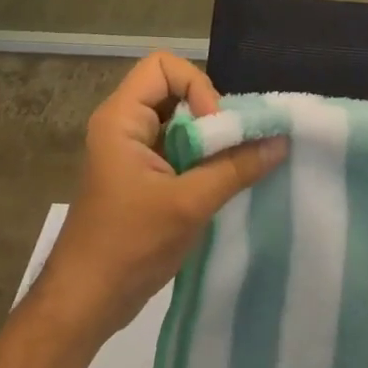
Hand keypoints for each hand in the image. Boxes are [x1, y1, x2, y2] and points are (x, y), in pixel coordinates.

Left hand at [31, 52, 285, 341]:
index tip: (215, 129)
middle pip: (176, 90)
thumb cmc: (129, 246)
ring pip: (181, 121)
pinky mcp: (142, 175)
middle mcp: (125, 125)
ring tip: (234, 166)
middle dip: (211, 113)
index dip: (196, 86)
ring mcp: (133, 151)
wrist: (86, 302)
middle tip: (233, 148)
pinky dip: (203, 158)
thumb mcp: (189, 204)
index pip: (163, 66)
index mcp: (121, 118)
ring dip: (210, 139)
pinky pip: (179, 148)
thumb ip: (236, 168)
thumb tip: (281, 141)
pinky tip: (223, 182)